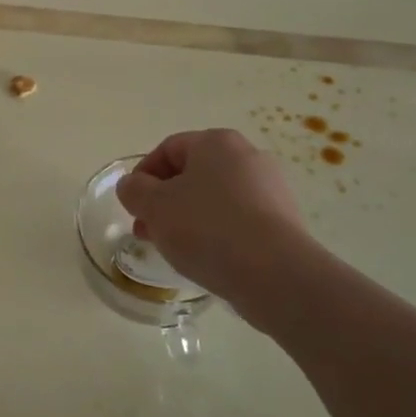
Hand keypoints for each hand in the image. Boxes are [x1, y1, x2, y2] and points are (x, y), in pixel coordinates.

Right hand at [115, 129, 306, 301]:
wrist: (275, 274)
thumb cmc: (207, 228)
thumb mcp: (154, 206)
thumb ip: (134, 190)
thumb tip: (133, 186)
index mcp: (216, 142)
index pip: (167, 149)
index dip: (142, 176)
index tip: (132, 206)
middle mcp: (247, 156)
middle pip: (192, 174)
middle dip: (163, 201)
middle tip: (147, 230)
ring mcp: (270, 189)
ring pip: (214, 199)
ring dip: (187, 218)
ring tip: (173, 249)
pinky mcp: (283, 222)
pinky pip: (237, 221)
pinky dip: (216, 233)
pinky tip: (206, 258)